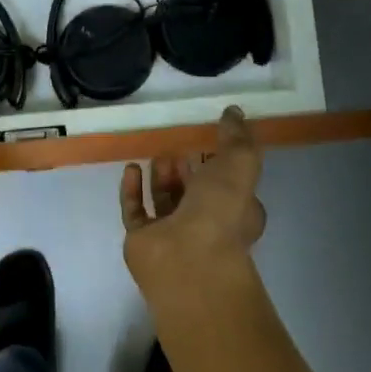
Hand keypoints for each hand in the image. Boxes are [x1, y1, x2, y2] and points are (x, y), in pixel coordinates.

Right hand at [119, 108, 266, 286]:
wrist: (187, 259)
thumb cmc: (220, 212)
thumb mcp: (239, 164)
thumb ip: (236, 137)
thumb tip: (234, 112)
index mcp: (236, 212)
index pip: (229, 186)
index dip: (220, 164)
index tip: (208, 141)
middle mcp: (206, 225)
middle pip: (194, 193)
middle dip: (187, 170)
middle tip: (177, 146)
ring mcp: (172, 234)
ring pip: (165, 202)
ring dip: (161, 178)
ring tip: (157, 155)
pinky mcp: (142, 240)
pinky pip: (136, 211)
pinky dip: (133, 190)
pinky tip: (131, 169)